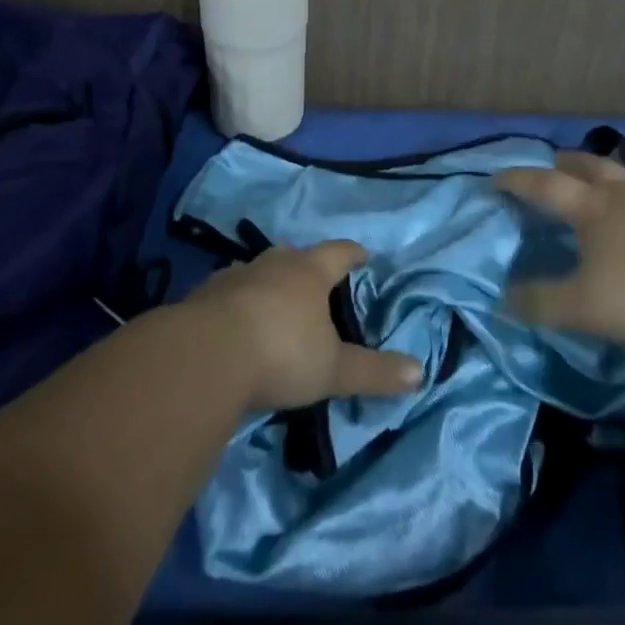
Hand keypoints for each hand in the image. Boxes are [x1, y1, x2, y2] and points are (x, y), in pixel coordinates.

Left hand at [182, 240, 422, 410]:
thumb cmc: (282, 353)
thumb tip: (420, 372)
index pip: (339, 252)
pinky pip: (229, 293)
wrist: (205, 356)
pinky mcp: (204, 296)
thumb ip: (375, 371)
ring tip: (276, 302)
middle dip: (308, 267)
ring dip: (270, 283)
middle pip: (296, 256)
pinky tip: (237, 324)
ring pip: (259, 271)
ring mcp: (235, 275)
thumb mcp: (334, 369)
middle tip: (317, 283)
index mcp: (310, 271)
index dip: (354, 254)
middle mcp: (273, 263)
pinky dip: (238, 303)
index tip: (363, 256)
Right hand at [496, 153, 624, 352]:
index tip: (496, 178)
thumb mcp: (584, 308)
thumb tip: (503, 300)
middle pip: (588, 166)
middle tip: (550, 166)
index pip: (545, 186)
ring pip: (623, 177)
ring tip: (595, 187)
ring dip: (601, 176)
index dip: (518, 180)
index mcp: (594, 208)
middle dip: (564, 163)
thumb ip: (541, 303)